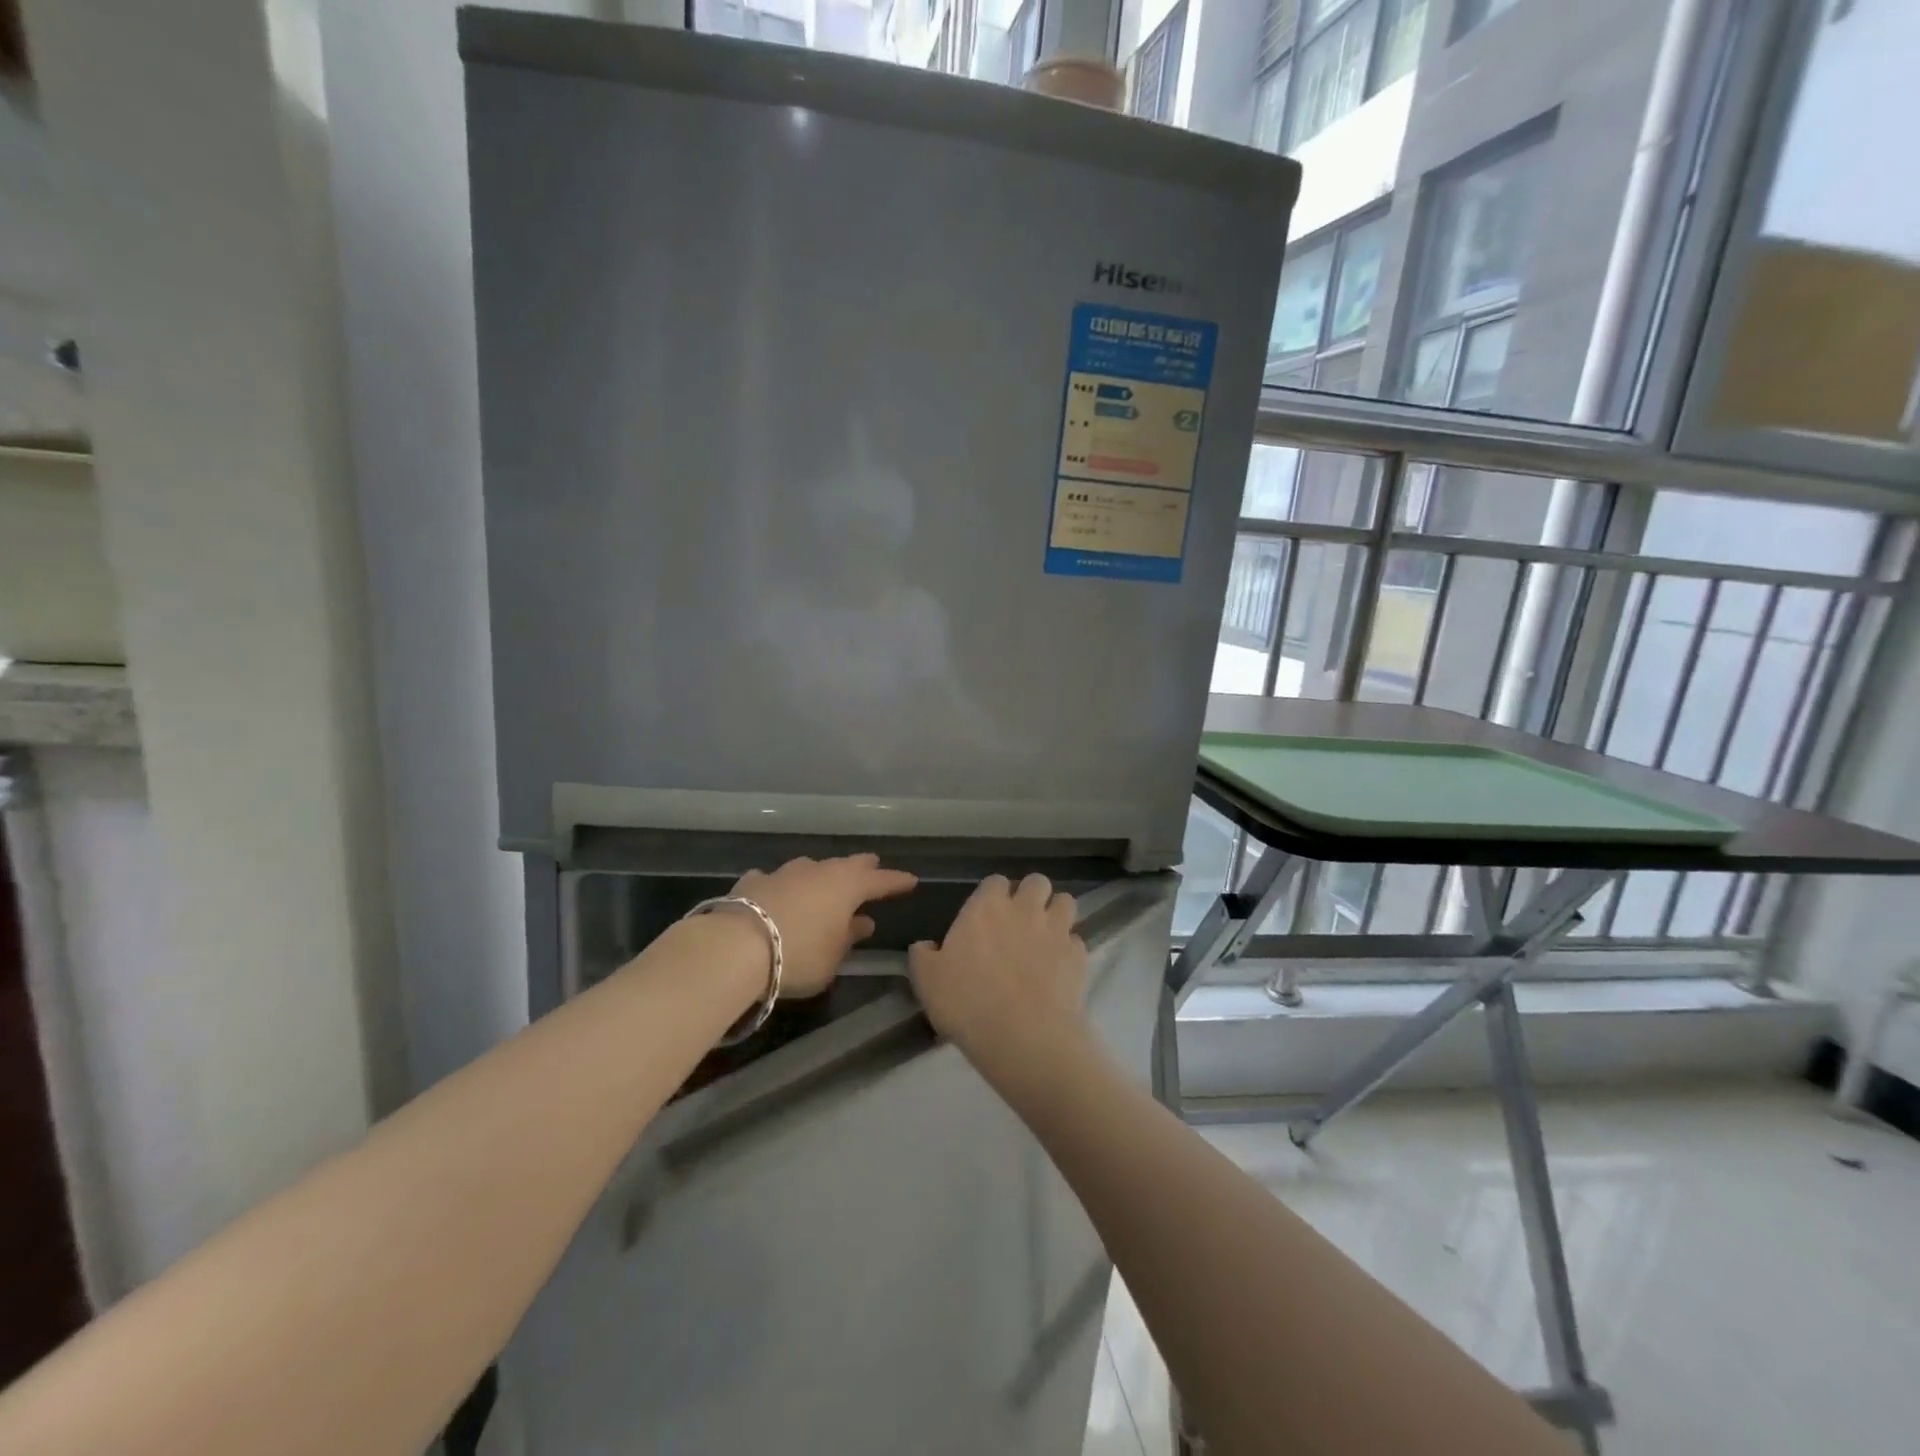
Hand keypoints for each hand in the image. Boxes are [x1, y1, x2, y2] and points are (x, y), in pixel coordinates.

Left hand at [729, 854, 917, 998]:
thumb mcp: (832, 958)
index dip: (896, 881)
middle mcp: (818, 871)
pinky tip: (775, 892)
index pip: (880, 881)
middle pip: (846, 865)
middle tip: (872, 866)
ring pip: (810, 868)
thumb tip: (862, 923)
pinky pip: (774, 880)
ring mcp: (784, 872)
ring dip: (820, 875)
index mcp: (847, 887)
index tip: (911, 880)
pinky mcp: (753, 881)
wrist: (736, 945)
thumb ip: (848, 939)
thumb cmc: (798, 955)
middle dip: (862, 867)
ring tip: (824, 882)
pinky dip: (780, 886)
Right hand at [909, 873, 1088, 1083]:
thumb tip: (925, 946)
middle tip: (1020, 919)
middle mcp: (1024, 909)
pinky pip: (1076, 940)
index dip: (993, 894)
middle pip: (1037, 882)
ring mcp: (1056, 930)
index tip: (987, 914)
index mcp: (986, 907)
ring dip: (1056, 912)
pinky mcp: (1078, 956)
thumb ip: (923, 955)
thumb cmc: (967, 1002)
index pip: (995, 881)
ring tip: (1046, 935)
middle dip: (1031, 894)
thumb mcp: (927, 980)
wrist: (1023, 1036)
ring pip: (1066, 902)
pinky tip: (1059, 968)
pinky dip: (1069, 949)